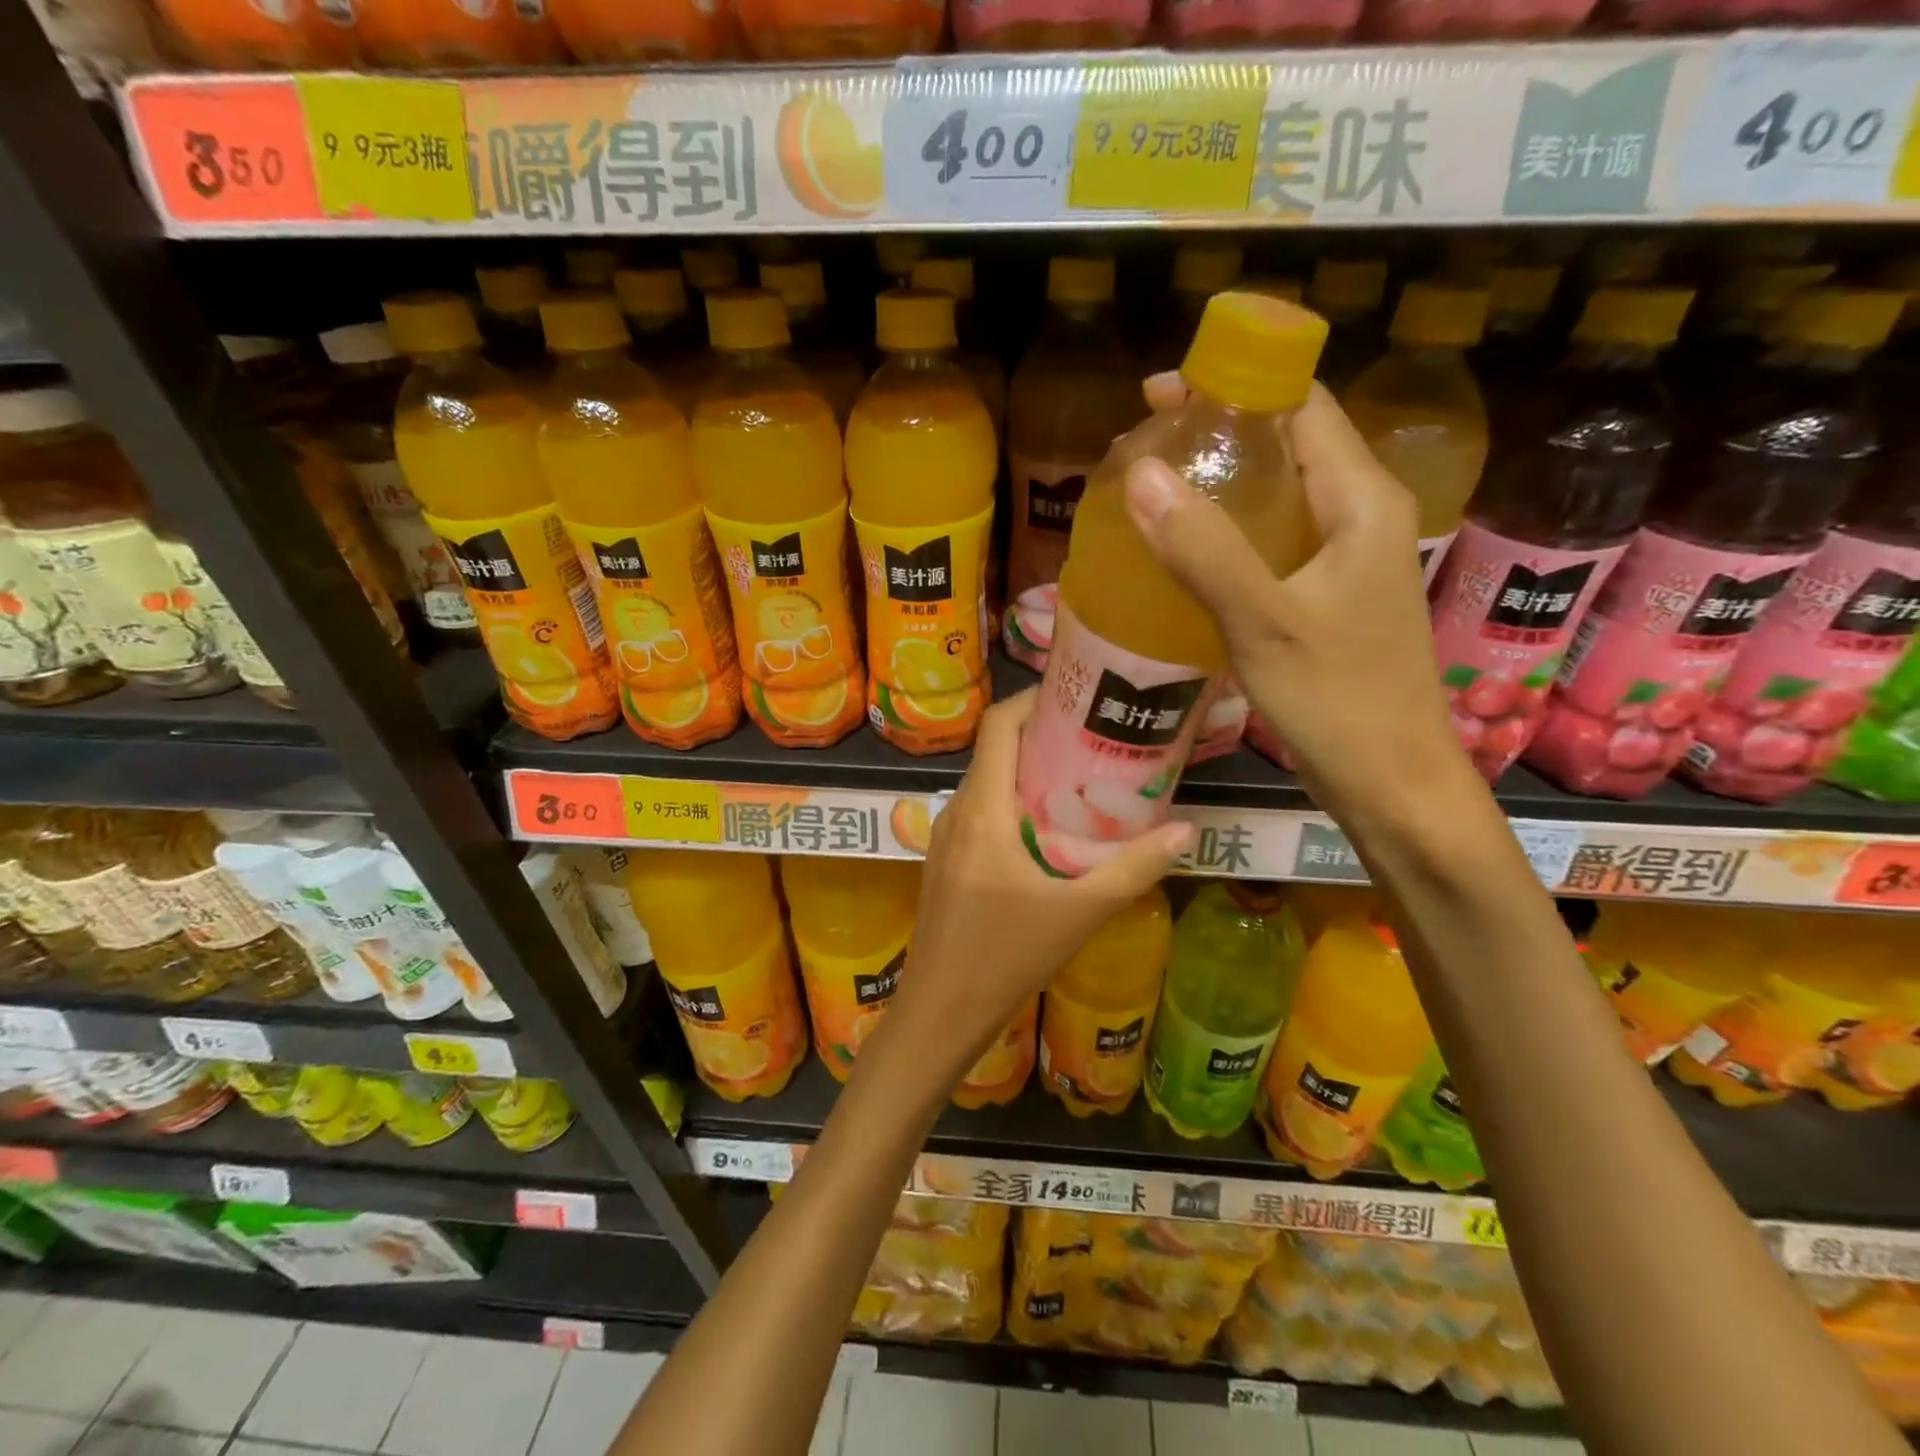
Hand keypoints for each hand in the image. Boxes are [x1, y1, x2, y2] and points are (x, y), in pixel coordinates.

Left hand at [886, 689, 1191, 1076]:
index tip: (1075, 697)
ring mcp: (945, 836)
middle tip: (1094, 738)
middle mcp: (957, 811)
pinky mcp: (945, 859)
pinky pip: (980, 812)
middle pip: (995, 751)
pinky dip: (1012, 803)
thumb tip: (1185, 830)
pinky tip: (1047, 828)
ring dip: (1027, 773)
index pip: (997, 727)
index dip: (1031, 701)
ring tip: (1080, 779)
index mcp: (982, 810)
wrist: (940, 1009)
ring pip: (987, 783)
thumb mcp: (1078, 913)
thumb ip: (1132, 869)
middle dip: (1041, 736)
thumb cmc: (1006, 957)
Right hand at [1126, 374, 1464, 815]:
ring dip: (1220, 482)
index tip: (1160, 393)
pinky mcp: (1328, 595)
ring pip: (1279, 494)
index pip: (1301, 406)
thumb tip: (1141, 474)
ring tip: (1152, 487)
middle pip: (1288, 443)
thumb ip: (1204, 549)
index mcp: (1361, 501)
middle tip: (1143, 444)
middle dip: (1218, 431)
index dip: (1236, 383)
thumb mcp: (1263, 622)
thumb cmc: (1337, 700)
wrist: (1391, 781)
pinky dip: (1229, 530)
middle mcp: (1360, 516)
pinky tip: (1186, 550)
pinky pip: (1274, 540)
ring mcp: (1346, 558)